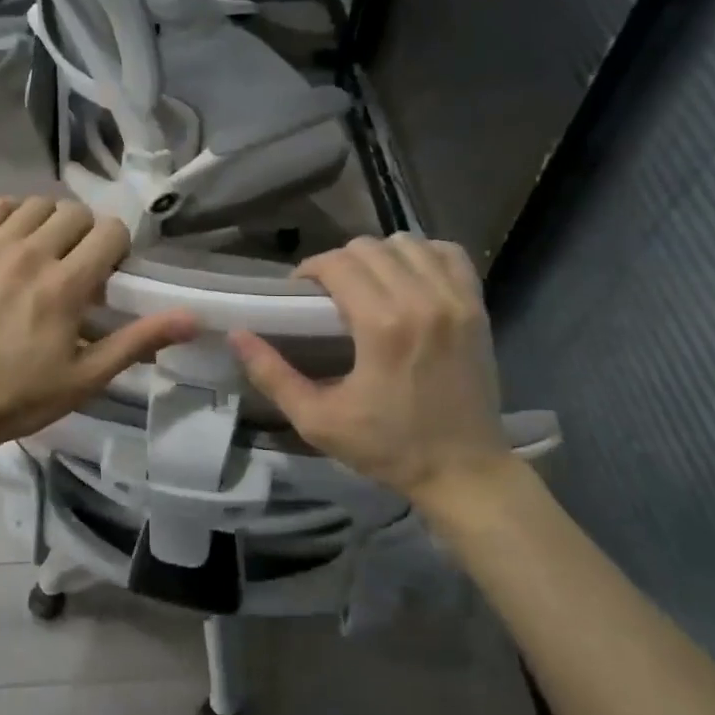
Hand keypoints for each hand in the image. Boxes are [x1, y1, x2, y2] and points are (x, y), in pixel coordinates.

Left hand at [0, 197, 197, 457]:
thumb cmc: (20, 396)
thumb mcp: (87, 377)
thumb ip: (139, 340)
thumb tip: (194, 319)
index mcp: (66, 285)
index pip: (110, 230)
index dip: (118, 247)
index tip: (109, 274)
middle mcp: (32, 254)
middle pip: (76, 212)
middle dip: (87, 234)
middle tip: (78, 267)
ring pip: (38, 204)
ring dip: (51, 222)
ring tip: (45, 253)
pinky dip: (11, 215)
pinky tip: (11, 242)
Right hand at [230, 235, 518, 501]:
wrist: (464, 471)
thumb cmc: (387, 447)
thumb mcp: (318, 420)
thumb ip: (272, 375)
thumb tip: (236, 334)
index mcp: (382, 325)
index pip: (337, 263)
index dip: (310, 270)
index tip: (300, 293)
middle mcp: (422, 300)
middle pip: (368, 247)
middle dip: (339, 262)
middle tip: (329, 293)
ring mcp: (456, 300)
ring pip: (407, 243)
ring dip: (379, 256)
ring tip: (369, 285)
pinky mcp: (477, 307)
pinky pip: (449, 253)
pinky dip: (424, 256)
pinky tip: (409, 278)